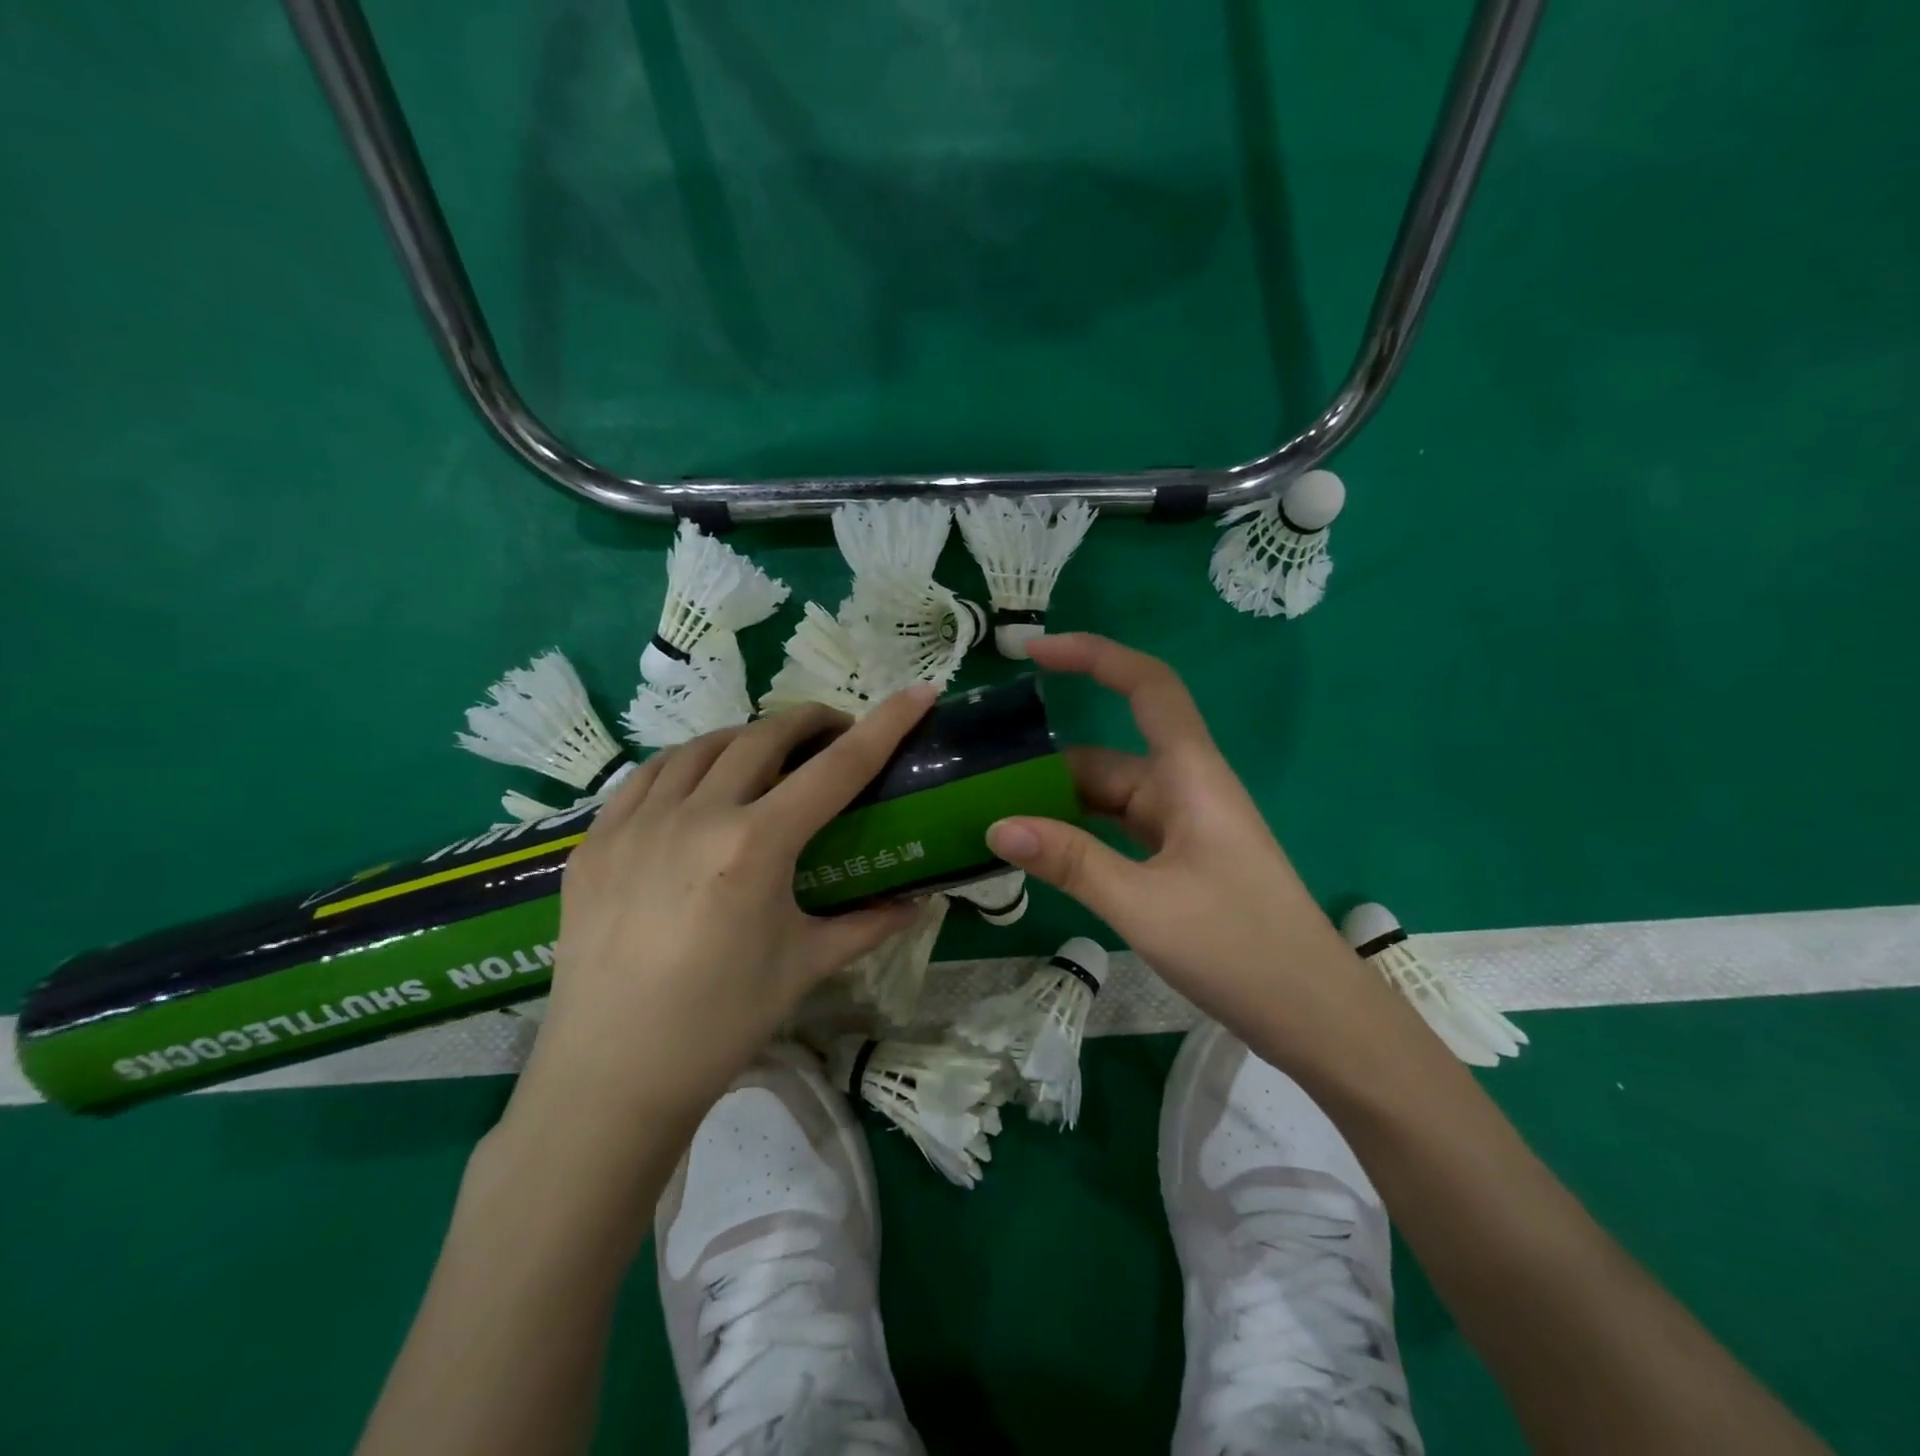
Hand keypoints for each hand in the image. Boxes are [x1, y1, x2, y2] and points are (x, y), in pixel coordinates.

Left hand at [509, 687, 935, 1145]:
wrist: (611, 1075)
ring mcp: (637, 822)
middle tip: (835, 737)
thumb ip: (867, 924)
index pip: (838, 768)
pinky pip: (648, 776)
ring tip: (769, 758)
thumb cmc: (721, 1023)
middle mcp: (696, 815)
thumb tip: (917, 901)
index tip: (919, 692)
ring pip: (703, 746)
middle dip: (811, 723)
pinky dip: (687, 764)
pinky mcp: (595, 840)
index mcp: (756, 845)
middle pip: (766, 736)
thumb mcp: (805, 967)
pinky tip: (698, 785)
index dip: (886, 724)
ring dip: (748, 739)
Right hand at [985, 634, 1380, 1060]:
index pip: (1146, 686)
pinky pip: (1119, 832)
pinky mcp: (1181, 861)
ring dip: (1059, 807)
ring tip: (994, 822)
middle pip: (1107, 756)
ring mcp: (1184, 827)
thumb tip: (997, 827)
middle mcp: (1186, 788)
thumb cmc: (1240, 948)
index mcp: (1191, 775)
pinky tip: (1042, 857)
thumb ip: (1069, 861)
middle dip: (1046, 766)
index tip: (1034, 651)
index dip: (1093, 655)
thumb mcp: (1144, 904)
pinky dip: (1080, 838)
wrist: (1316, 1017)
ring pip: (1109, 799)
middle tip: (978, 784)